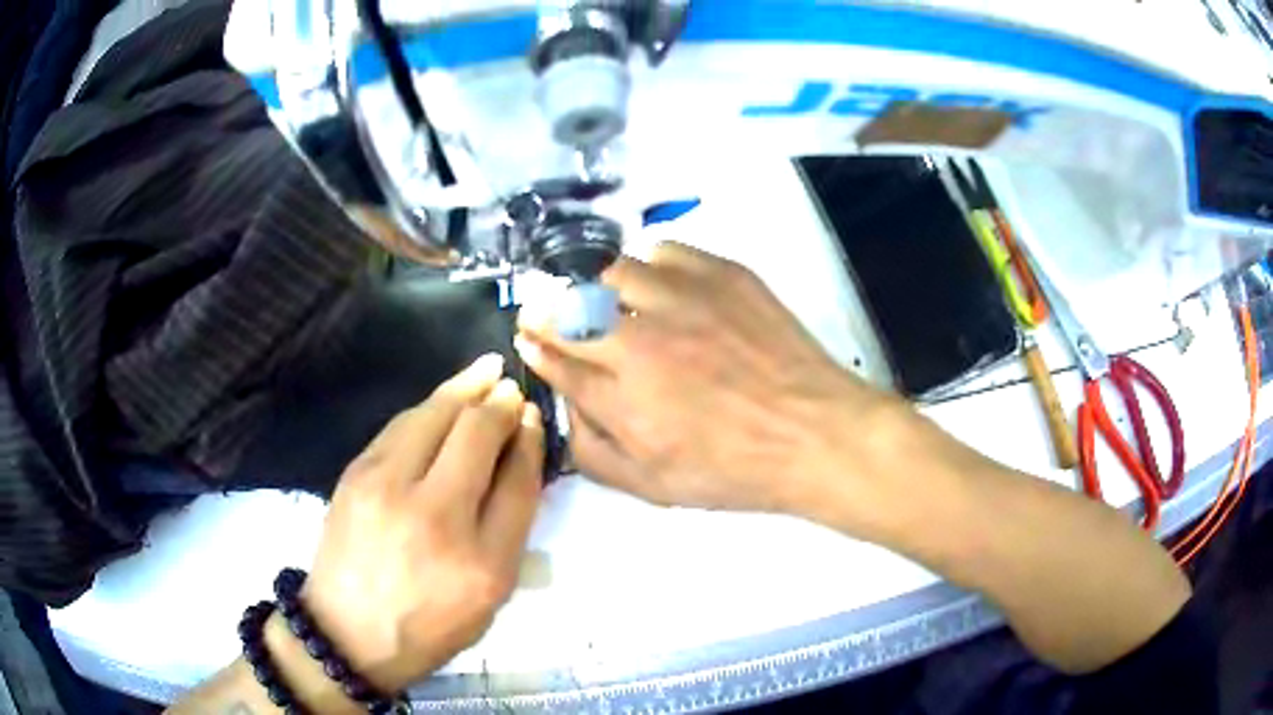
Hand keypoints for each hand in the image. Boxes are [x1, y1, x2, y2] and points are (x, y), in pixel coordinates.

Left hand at [301, 354, 542, 692]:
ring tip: (486, 370)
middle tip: (511, 390)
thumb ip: (509, 532)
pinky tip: (444, 399)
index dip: (530, 439)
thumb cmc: (428, 626)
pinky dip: (429, 407)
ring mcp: (388, 489)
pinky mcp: (356, 474)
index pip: (518, 480)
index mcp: (483, 563)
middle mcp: (436, 518)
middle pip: (478, 434)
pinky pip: (401, 425)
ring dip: (466, 387)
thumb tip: (517, 462)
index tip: (533, 418)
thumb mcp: (488, 599)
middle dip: (501, 403)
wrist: (347, 632)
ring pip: (435, 415)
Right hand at [516, 242, 898, 515]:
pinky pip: (662, 252)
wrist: (813, 432)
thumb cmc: (733, 469)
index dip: (536, 346)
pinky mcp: (720, 274)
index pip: (556, 359)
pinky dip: (650, 267)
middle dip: (546, 311)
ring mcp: (682, 299)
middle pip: (569, 310)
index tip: (528, 337)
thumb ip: (594, 452)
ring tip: (609, 301)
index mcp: (623, 399)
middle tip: (546, 313)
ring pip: (611, 273)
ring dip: (597, 288)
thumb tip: (566, 408)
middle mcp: (641, 341)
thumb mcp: (653, 487)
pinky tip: (662, 288)